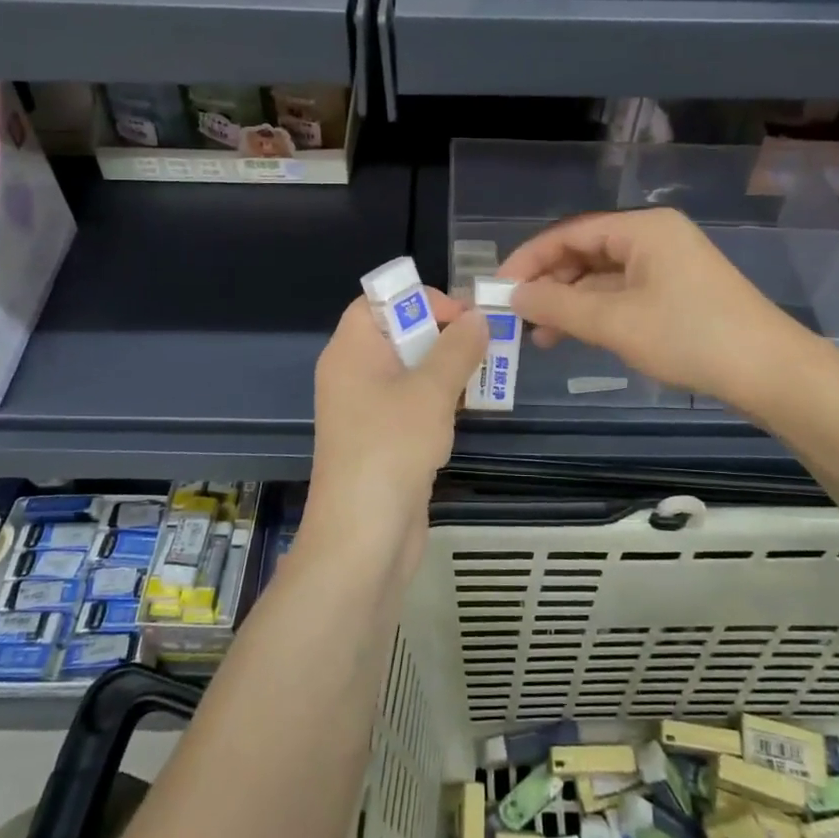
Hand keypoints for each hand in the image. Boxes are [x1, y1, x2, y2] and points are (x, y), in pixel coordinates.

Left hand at [307, 289, 487, 583]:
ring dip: (446, 368)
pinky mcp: (381, 441)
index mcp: (351, 351)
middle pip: (396, 335)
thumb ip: (457, 348)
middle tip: (486, 341)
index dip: (418, 300)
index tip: (461, 315)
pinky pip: (410, 404)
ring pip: (408, 372)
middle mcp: (352, 374)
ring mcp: (365, 410)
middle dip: (442, 334)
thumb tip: (478, 316)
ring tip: (487, 372)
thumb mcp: (431, 391)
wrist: (363, 538)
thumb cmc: (391, 448)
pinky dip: (438, 400)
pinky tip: (468, 409)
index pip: (377, 303)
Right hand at [499, 208, 813, 404]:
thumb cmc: (690, 337)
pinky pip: (622, 294)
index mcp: (643, 228)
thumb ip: (558, 306)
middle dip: (549, 283)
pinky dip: (596, 313)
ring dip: (569, 303)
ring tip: (538, 336)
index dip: (529, 259)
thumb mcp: (615, 322)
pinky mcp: (677, 292)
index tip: (499, 288)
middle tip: (516, 316)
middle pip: (585, 252)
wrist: (771, 373)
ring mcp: (668, 265)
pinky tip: (574, 336)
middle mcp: (654, 237)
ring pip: (602, 276)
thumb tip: (514, 297)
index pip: (569, 232)